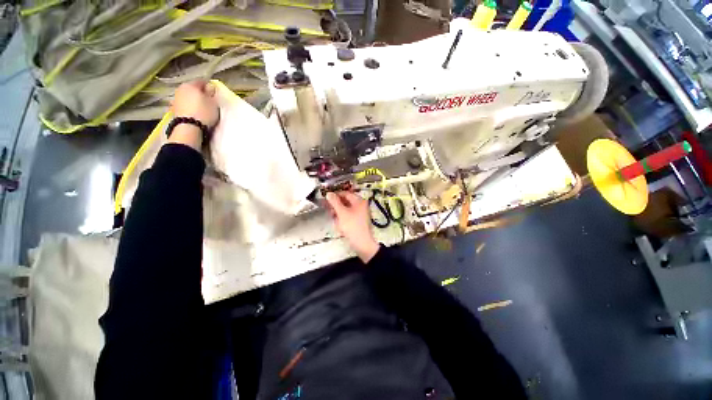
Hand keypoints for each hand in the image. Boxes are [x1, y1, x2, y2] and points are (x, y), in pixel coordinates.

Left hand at [172, 80, 218, 127]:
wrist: (189, 127)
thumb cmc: (204, 113)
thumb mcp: (213, 103)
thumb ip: (212, 94)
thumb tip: (210, 87)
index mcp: (191, 85)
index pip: (202, 82)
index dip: (209, 86)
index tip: (214, 93)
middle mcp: (181, 89)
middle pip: (192, 89)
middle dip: (199, 93)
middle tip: (208, 101)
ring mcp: (175, 99)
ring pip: (187, 97)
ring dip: (192, 100)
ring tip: (200, 108)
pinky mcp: (173, 109)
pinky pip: (183, 105)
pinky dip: (188, 107)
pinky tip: (192, 112)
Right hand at [326, 191, 379, 262]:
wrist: (362, 243)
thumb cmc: (352, 226)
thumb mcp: (341, 213)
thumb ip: (334, 202)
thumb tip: (329, 194)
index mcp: (359, 201)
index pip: (346, 194)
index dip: (336, 195)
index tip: (327, 198)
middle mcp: (361, 206)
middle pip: (346, 202)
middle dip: (337, 206)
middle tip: (330, 210)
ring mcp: (361, 214)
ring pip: (346, 210)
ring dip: (339, 213)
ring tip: (335, 219)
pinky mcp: (359, 222)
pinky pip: (349, 217)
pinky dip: (343, 219)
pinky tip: (339, 225)